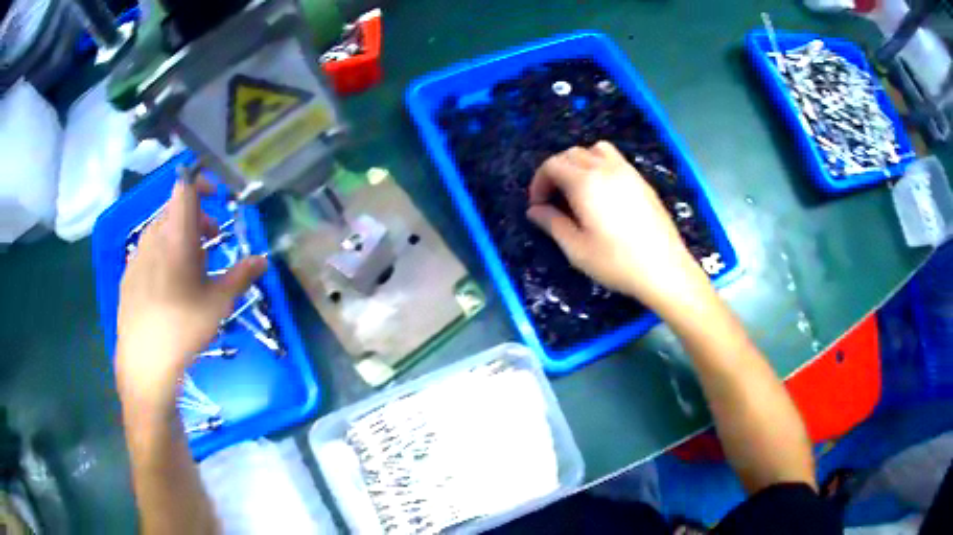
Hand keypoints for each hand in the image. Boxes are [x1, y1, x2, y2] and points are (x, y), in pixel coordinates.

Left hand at [115, 177, 265, 413]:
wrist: (145, 362)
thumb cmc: (184, 328)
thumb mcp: (219, 303)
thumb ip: (241, 276)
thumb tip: (262, 260)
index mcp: (176, 236)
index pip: (185, 187)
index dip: (201, 182)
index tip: (216, 198)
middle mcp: (153, 237)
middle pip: (174, 209)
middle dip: (195, 218)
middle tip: (209, 243)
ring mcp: (137, 255)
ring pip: (160, 230)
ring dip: (178, 236)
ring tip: (189, 268)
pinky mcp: (128, 274)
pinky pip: (147, 250)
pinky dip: (161, 254)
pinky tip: (167, 287)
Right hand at [526, 141, 709, 313]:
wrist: (665, 269)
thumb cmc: (617, 262)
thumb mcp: (576, 249)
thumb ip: (552, 224)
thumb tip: (534, 210)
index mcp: (585, 182)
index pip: (552, 165)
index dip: (539, 183)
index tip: (538, 206)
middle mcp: (605, 168)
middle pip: (571, 153)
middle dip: (556, 171)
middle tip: (553, 199)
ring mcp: (627, 171)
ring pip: (595, 150)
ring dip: (579, 163)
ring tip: (578, 189)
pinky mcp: (642, 180)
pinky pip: (615, 159)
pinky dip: (600, 165)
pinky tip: (604, 194)